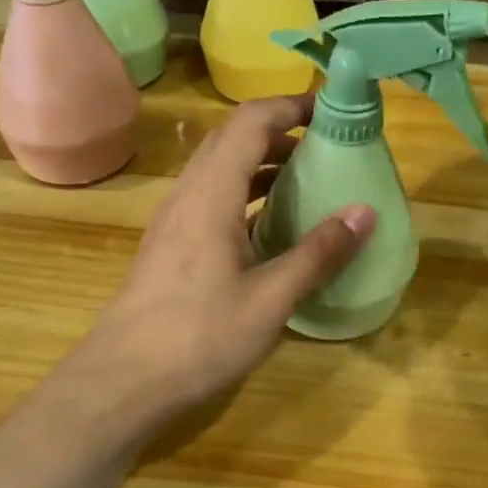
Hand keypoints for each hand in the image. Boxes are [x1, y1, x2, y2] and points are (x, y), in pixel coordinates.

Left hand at [75, 93, 375, 424]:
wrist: (122, 381)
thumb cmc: (199, 336)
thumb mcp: (271, 298)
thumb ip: (318, 253)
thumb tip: (365, 211)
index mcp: (211, 193)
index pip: (250, 122)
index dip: (290, 106)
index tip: (331, 111)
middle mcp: (188, 193)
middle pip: (233, 139)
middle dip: (281, 132)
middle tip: (327, 146)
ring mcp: (175, 219)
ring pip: (220, 169)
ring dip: (262, 163)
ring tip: (308, 180)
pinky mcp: (172, 244)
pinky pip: (213, 197)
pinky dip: (246, 193)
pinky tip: (271, 225)